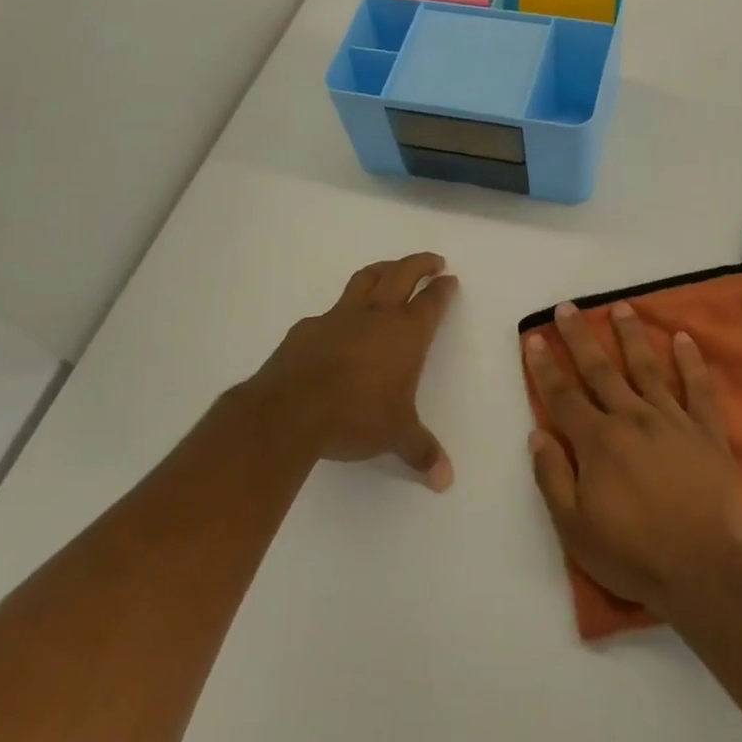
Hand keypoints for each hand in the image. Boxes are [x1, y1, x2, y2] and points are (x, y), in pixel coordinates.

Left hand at [235, 253, 457, 489]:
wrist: (291, 410)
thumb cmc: (357, 416)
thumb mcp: (396, 436)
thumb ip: (421, 451)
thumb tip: (445, 480)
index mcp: (406, 333)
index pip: (431, 301)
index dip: (443, 289)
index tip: (450, 280)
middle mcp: (376, 316)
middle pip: (401, 273)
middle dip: (419, 263)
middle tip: (432, 261)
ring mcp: (339, 317)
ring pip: (365, 278)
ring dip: (382, 269)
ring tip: (390, 269)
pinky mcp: (307, 328)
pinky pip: (330, 311)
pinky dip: (342, 310)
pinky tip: (339, 326)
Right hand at [525, 300, 741, 618]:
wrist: (704, 572)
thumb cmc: (632, 554)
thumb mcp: (574, 528)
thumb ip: (552, 477)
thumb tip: (536, 433)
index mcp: (597, 442)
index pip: (563, 396)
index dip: (545, 366)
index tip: (535, 337)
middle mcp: (632, 419)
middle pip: (600, 371)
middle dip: (580, 337)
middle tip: (568, 307)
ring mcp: (672, 422)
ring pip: (647, 368)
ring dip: (631, 336)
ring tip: (620, 307)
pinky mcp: (707, 433)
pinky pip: (698, 389)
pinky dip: (690, 362)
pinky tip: (683, 338)